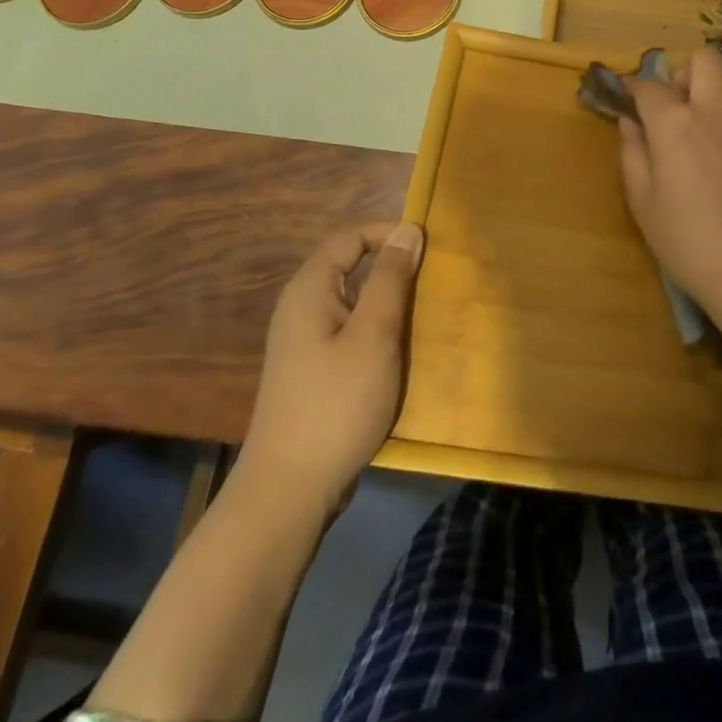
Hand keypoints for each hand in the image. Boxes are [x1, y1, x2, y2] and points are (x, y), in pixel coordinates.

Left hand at [242, 222, 424, 519]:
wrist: (289, 490)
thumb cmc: (336, 403)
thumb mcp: (374, 335)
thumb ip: (391, 280)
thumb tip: (408, 230)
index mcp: (309, 290)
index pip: (349, 237)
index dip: (388, 234)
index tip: (428, 248)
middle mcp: (300, 308)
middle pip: (349, 267)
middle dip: (392, 268)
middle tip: (432, 281)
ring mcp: (304, 342)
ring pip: (352, 302)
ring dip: (387, 302)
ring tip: (423, 314)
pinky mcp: (312, 372)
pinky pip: (349, 332)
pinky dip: (376, 330)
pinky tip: (399, 352)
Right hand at [617, 49, 721, 345]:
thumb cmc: (690, 244)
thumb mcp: (644, 204)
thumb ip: (633, 154)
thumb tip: (631, 123)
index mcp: (678, 125)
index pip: (650, 85)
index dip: (631, 87)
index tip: (622, 99)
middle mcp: (717, 114)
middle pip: (704, 61)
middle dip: (681, 74)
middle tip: (669, 111)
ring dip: (705, 98)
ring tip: (691, 143)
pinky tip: (718, 168)